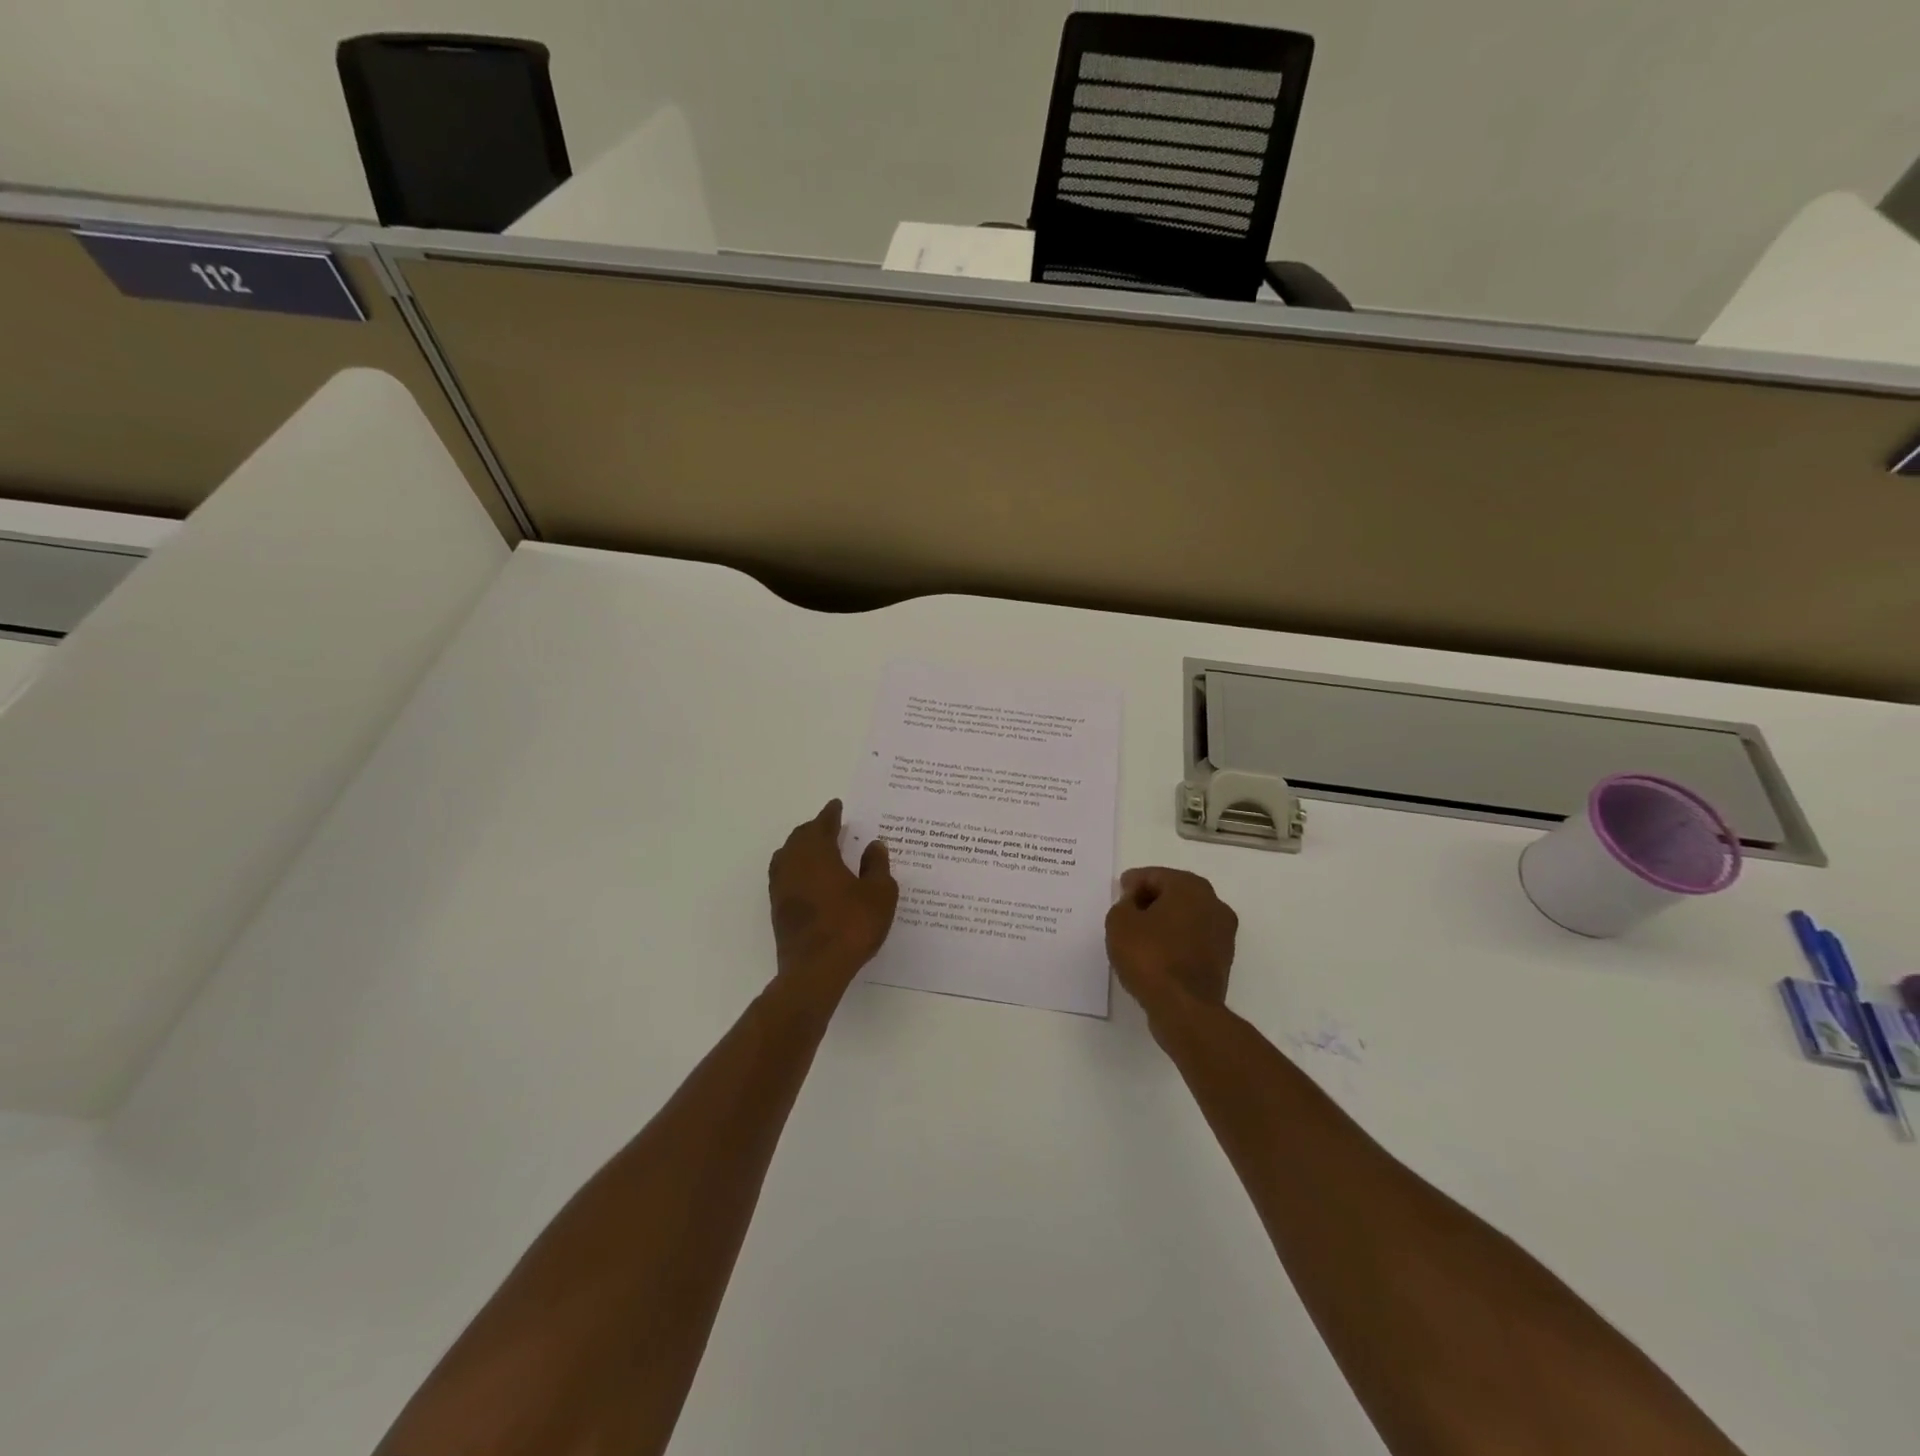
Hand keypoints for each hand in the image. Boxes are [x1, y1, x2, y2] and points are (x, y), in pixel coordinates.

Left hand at [768, 800, 898, 993]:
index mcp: (817, 852)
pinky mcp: (778, 909)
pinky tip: (810, 880)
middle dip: (815, 829)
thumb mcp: (879, 893)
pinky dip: (798, 869)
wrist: (816, 969)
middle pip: (800, 837)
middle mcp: (793, 864)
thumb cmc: (851, 925)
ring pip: (788, 856)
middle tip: (830, 826)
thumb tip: (873, 846)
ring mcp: (781, 888)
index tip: (837, 806)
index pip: (822, 824)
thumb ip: (877, 866)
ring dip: (802, 848)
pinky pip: (786, 877)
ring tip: (819, 850)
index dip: (831, 814)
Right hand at [1105, 867, 1236, 1013]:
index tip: (1119, 893)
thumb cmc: (1149, 956)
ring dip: (1165, 922)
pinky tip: (1156, 954)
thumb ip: (1124, 903)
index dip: (1133, 883)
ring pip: (1186, 918)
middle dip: (1150, 900)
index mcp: (1190, 887)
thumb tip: (1135, 902)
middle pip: (1174, 894)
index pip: (1155, 876)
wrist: (1184, 1008)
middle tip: (1127, 912)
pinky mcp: (1223, 960)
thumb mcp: (1119, 922)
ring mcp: (1223, 934)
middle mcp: (1214, 904)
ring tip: (1139, 936)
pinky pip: (1192, 941)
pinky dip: (1175, 942)